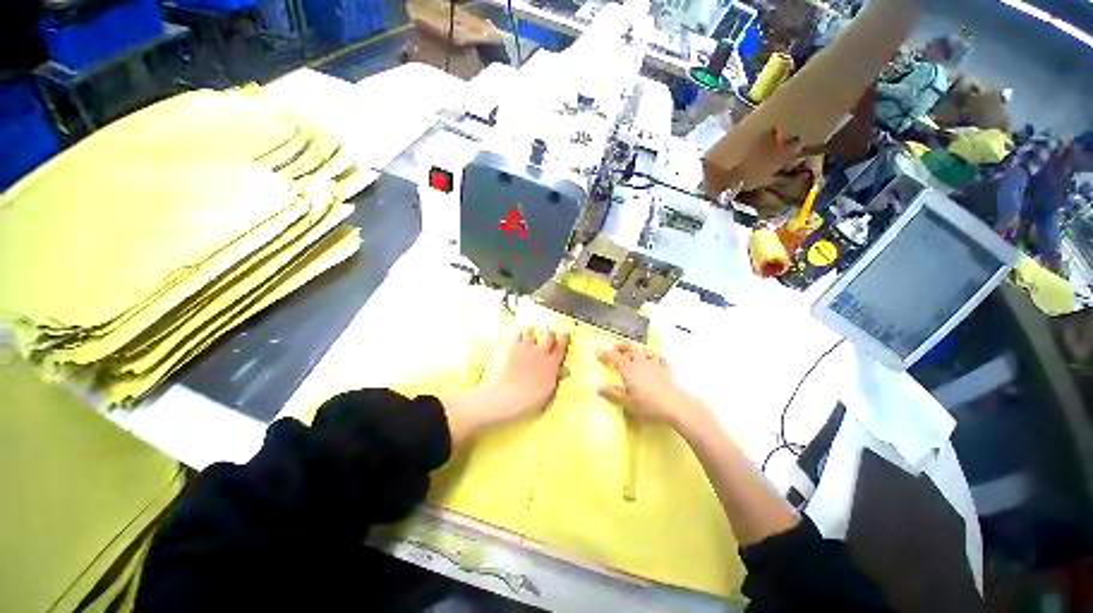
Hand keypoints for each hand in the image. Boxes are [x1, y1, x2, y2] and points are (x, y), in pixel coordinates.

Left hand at [444, 327, 569, 447]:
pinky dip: (519, 335)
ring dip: (533, 335)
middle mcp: (542, 351)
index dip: (564, 339)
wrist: (510, 395)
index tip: (566, 334)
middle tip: (549, 336)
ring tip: (531, 337)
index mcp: (552, 363)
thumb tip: (563, 371)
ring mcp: (527, 348)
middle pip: (549, 335)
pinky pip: (518, 335)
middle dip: (550, 334)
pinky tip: (519, 338)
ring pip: (533, 333)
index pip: (562, 346)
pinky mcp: (514, 347)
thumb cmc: (532, 399)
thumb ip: (556, 378)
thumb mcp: (549, 391)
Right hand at [596, 341, 702, 428]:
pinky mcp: (666, 369)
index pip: (613, 356)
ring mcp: (654, 363)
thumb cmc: (648, 405)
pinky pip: (659, 358)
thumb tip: (598, 387)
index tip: (598, 352)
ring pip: (644, 350)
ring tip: (634, 352)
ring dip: (637, 349)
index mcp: (628, 368)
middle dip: (622, 345)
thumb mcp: (627, 402)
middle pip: (630, 347)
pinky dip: (653, 356)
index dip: (604, 353)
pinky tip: (654, 359)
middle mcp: (640, 362)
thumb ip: (612, 394)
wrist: (675, 406)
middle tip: (616, 346)